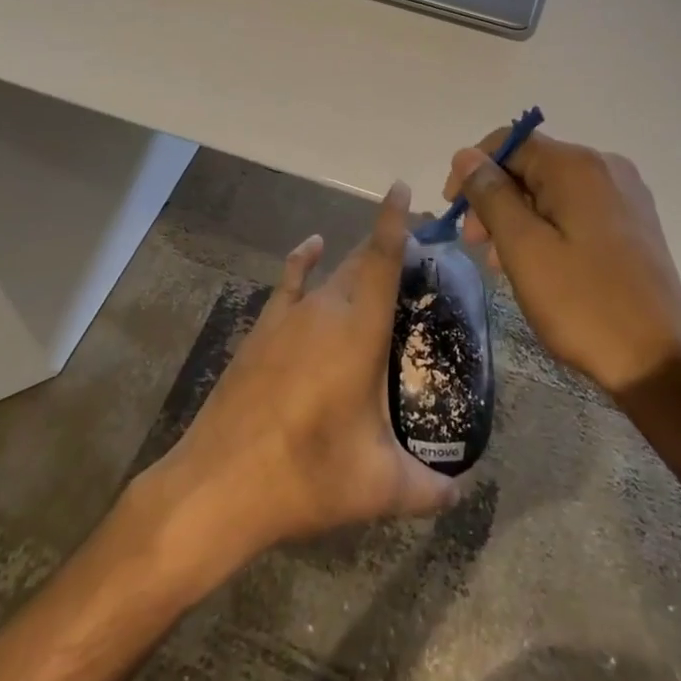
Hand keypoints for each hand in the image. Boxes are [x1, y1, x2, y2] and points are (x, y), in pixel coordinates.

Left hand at [152, 182, 462, 565]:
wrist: (219, 484)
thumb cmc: (307, 475)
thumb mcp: (378, 487)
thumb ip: (428, 489)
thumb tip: (462, 493)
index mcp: (359, 330)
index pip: (382, 259)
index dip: (394, 220)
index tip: (402, 188)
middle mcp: (325, 309)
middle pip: (360, 260)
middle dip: (388, 245)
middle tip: (419, 250)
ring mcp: (288, 317)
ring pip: (330, 272)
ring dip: (355, 260)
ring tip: (380, 259)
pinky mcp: (263, 330)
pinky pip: (289, 281)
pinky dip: (304, 260)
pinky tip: (312, 248)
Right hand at [445, 132, 680, 397]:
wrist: (660, 362)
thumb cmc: (583, 303)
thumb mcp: (523, 248)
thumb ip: (491, 195)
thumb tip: (466, 155)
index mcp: (577, 166)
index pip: (510, 142)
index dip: (473, 169)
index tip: (453, 210)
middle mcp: (605, 167)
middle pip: (532, 165)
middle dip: (495, 198)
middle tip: (474, 244)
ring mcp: (625, 194)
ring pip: (552, 190)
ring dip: (518, 216)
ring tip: (500, 262)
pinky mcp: (634, 222)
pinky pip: (576, 209)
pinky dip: (547, 227)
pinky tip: (537, 264)